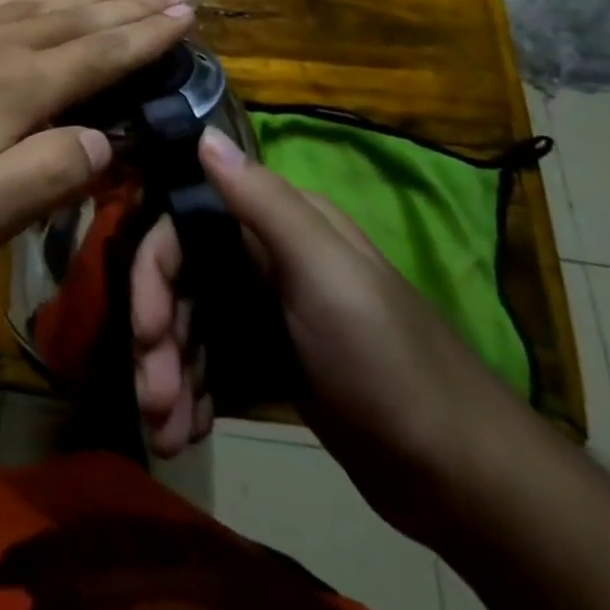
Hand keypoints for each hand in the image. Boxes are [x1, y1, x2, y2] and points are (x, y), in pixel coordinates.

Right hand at [132, 127, 531, 540]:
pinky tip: (186, 429)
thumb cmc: (388, 361)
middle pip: (181, 283)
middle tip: (152, 400)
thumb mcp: (325, 274)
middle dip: (159, 339)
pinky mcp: (271, 357)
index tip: (147, 332)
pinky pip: (210, 361)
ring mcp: (265, 309)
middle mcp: (263, 255)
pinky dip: (192, 392)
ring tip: (166, 431)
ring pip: (191, 326)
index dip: (154, 276)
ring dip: (170, 374)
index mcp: (276, 224)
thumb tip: (203, 133)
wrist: (462, 476)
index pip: (184, 229)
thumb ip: (263, 202)